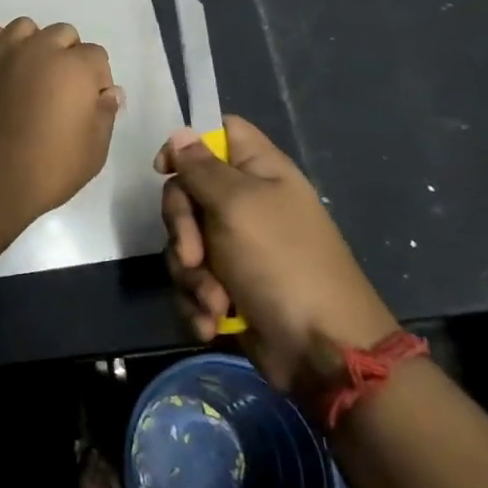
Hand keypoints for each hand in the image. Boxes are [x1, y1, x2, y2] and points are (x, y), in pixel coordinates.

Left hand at [0, 18, 124, 233]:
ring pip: (23, 27)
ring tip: (33, 72)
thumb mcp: (94, 151)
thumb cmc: (48, 171)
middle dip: (70, 56)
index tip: (91, 106)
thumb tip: (110, 92)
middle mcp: (38, 51)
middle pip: (62, 34)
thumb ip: (105, 114)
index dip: (98, 80)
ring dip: (33, 42)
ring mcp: (1, 56)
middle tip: (64, 93)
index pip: (96, 56)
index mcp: (74, 68)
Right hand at [156, 117, 396, 395]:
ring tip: (215, 303)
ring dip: (190, 276)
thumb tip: (181, 133)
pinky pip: (190, 283)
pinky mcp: (226, 288)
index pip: (218, 133)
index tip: (165, 170)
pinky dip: (196, 304)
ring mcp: (235, 248)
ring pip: (183, 244)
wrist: (322, 354)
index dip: (186, 146)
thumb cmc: (283, 264)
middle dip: (182, 229)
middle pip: (186, 192)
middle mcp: (245, 205)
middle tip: (194, 255)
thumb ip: (202, 168)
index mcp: (259, 172)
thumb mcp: (237, 206)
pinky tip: (213, 322)